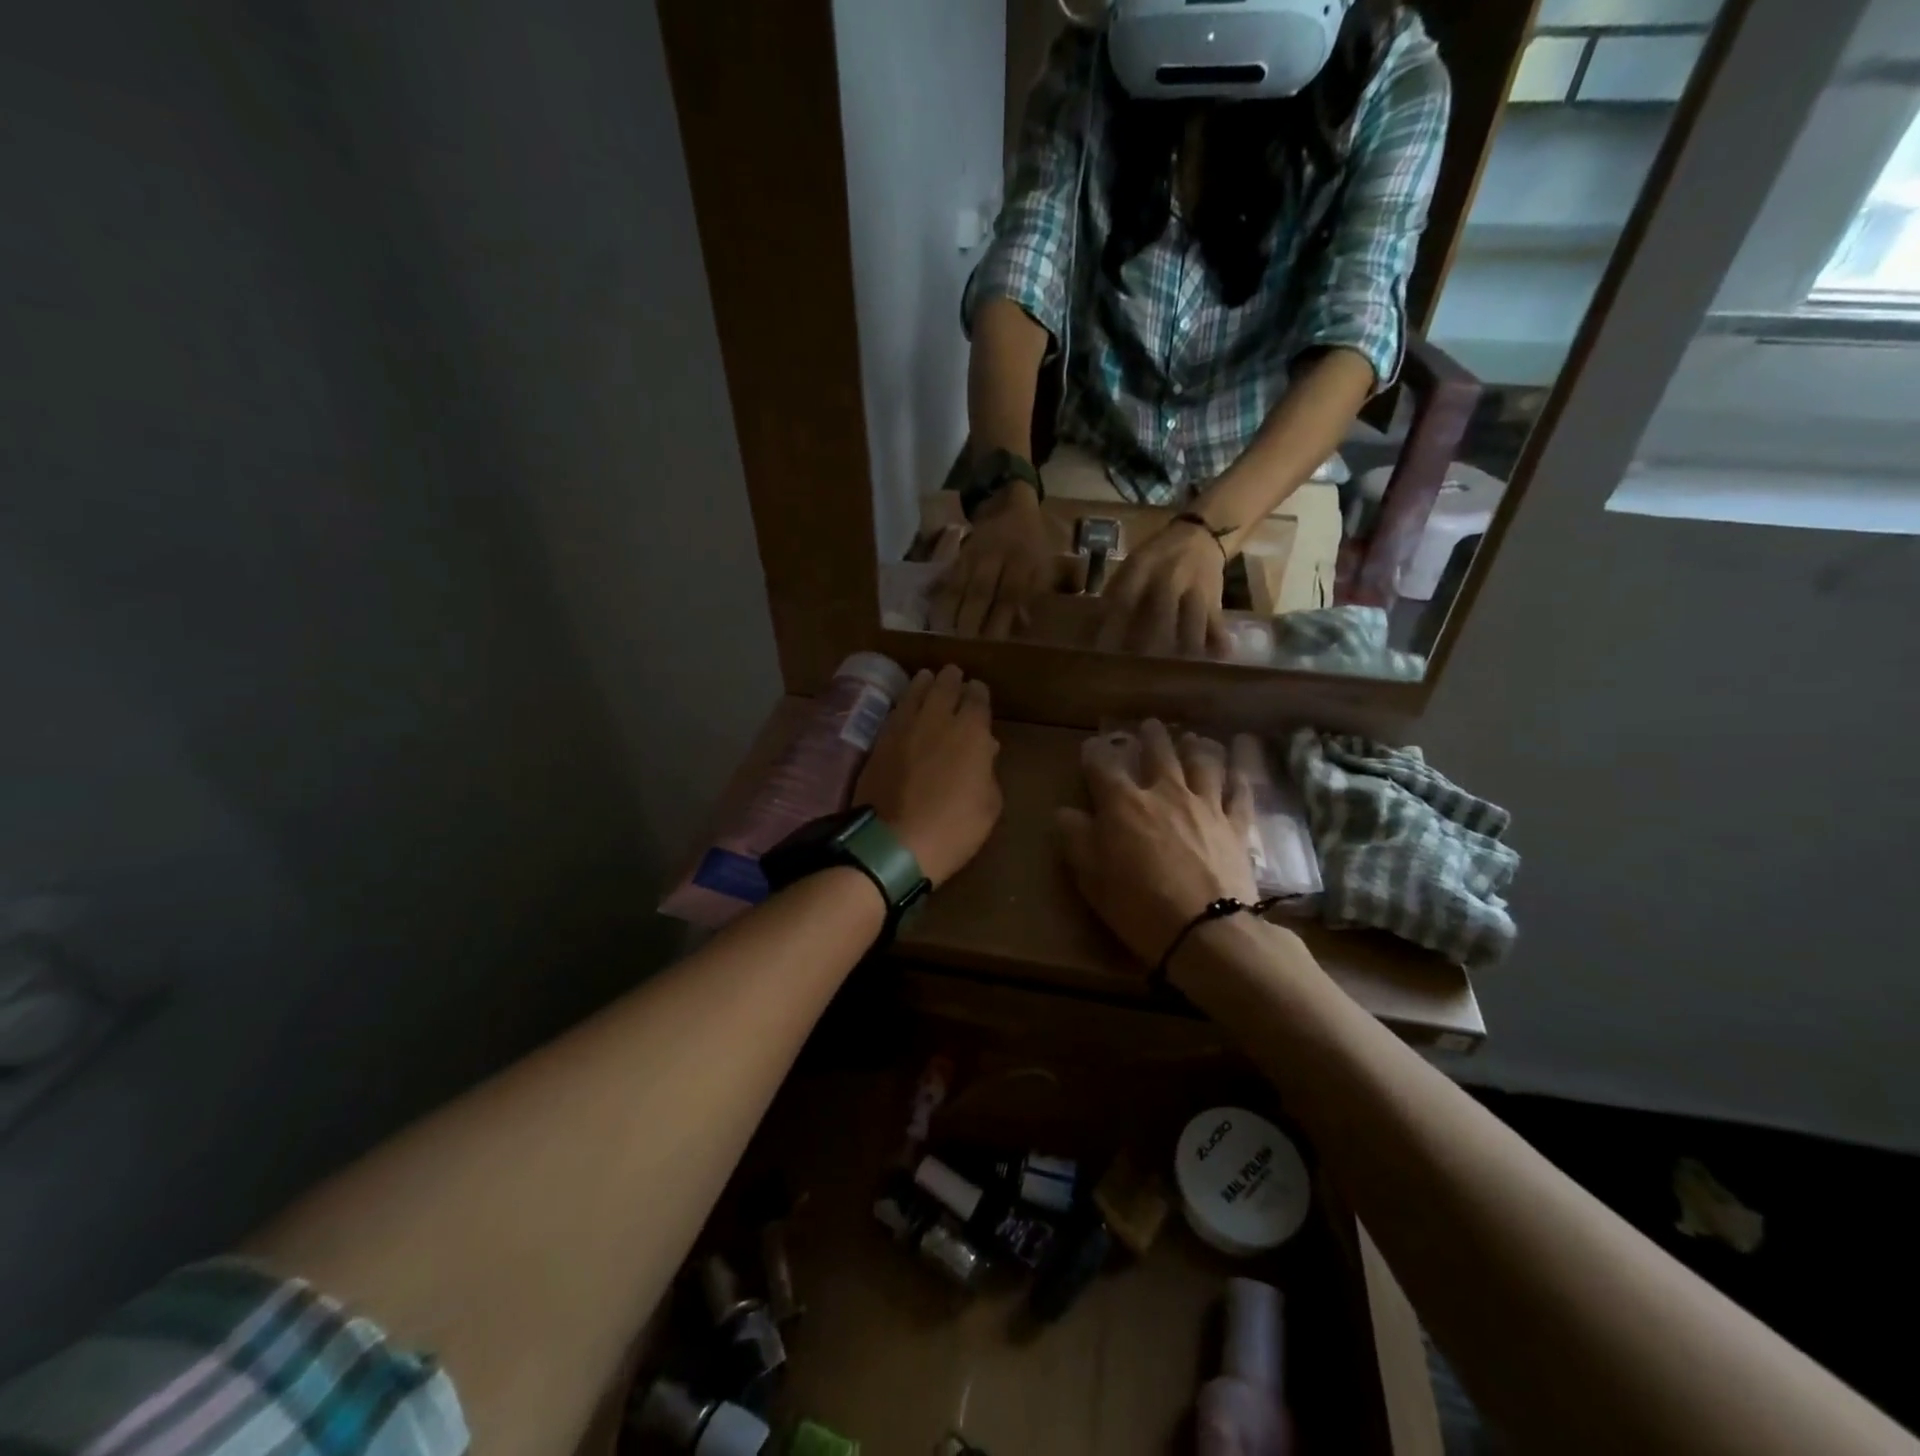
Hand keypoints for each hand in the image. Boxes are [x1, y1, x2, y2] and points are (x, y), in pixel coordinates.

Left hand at [856, 666, 1002, 886]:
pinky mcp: (879, 740)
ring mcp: (904, 726)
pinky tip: (905, 704)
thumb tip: (985, 748)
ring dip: (925, 683)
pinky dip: (904, 702)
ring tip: (927, 678)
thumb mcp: (988, 805)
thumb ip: (988, 771)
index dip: (978, 693)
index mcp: (972, 732)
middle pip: (945, 686)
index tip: (978, 691)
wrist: (895, 842)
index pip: (977, 698)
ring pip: (916, 692)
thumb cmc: (954, 828)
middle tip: (953, 674)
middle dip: (952, 679)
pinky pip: (896, 710)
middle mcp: (938, 719)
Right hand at [928, 486, 1063, 638]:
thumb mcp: (1045, 567)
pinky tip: (933, 617)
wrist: (1012, 506)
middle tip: (963, 648)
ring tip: (943, 638)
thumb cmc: (1033, 545)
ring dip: (951, 612)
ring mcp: (974, 554)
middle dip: (971, 621)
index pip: (1010, 594)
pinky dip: (940, 597)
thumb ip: (1035, 594)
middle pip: (981, 591)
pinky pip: (947, 578)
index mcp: (1023, 560)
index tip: (993, 646)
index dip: (1000, 620)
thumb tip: (1022, 625)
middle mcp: (997, 556)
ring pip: (960, 585)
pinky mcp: (959, 555)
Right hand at [1056, 720, 1255, 964]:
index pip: (1103, 767)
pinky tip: (1237, 769)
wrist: (1205, 929)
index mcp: (1123, 803)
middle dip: (1152, 737)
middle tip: (1151, 725)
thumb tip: (1064, 812)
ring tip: (1194, 738)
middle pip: (1159, 754)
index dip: (1095, 754)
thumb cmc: (1137, 903)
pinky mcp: (1236, 826)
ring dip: (1196, 747)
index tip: (1091, 746)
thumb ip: (1075, 838)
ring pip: (1203, 764)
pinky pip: (1239, 793)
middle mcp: (1165, 793)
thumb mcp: (1091, 876)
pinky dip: (1237, 778)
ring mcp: (1206, 806)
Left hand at [1094, 520, 1231, 658]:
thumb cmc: (1157, 557)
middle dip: (1148, 642)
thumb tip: (1090, 629)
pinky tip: (1217, 658)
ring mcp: (1195, 587)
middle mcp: (1170, 576)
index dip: (1112, 625)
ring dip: (1184, 646)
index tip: (1101, 650)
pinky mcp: (1214, 598)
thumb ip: (1115, 592)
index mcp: (1142, 566)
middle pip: (1160, 613)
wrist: (1201, 534)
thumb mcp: (1132, 565)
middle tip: (1136, 668)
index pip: (1125, 598)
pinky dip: (1218, 640)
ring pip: (1192, 620)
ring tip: (1175, 671)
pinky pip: (1216, 621)